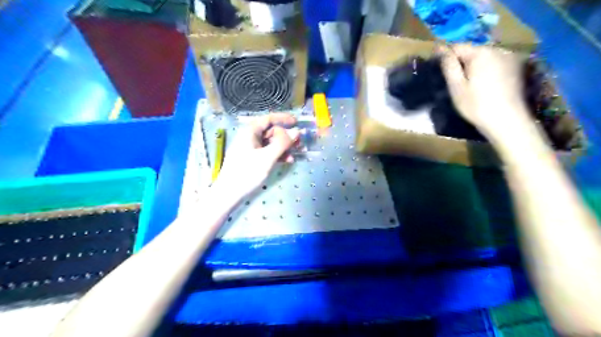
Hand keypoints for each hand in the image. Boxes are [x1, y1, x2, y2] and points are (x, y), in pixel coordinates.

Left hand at [214, 113, 299, 197]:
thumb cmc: (247, 173)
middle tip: (300, 144)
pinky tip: (286, 161)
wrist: (229, 193)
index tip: (297, 122)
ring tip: (296, 155)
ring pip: (271, 143)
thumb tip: (297, 132)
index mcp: (250, 132)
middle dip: (286, 137)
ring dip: (284, 147)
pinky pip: (267, 152)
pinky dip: (277, 155)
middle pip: (271, 131)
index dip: (283, 119)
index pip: (269, 119)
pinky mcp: (251, 158)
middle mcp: (250, 137)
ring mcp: (250, 148)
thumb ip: (283, 143)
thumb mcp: (267, 157)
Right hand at [440, 43, 532, 138]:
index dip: (446, 56)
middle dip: (461, 62)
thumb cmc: (476, 105)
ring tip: (468, 85)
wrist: (507, 120)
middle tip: (454, 81)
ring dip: (474, 66)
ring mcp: (509, 57)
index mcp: (481, 53)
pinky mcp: (516, 68)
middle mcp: (497, 49)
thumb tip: (440, 49)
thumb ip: (449, 65)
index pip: (457, 47)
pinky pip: (494, 63)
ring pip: (483, 58)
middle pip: (472, 51)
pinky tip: (483, 86)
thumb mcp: (456, 86)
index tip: (439, 69)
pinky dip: (486, 70)